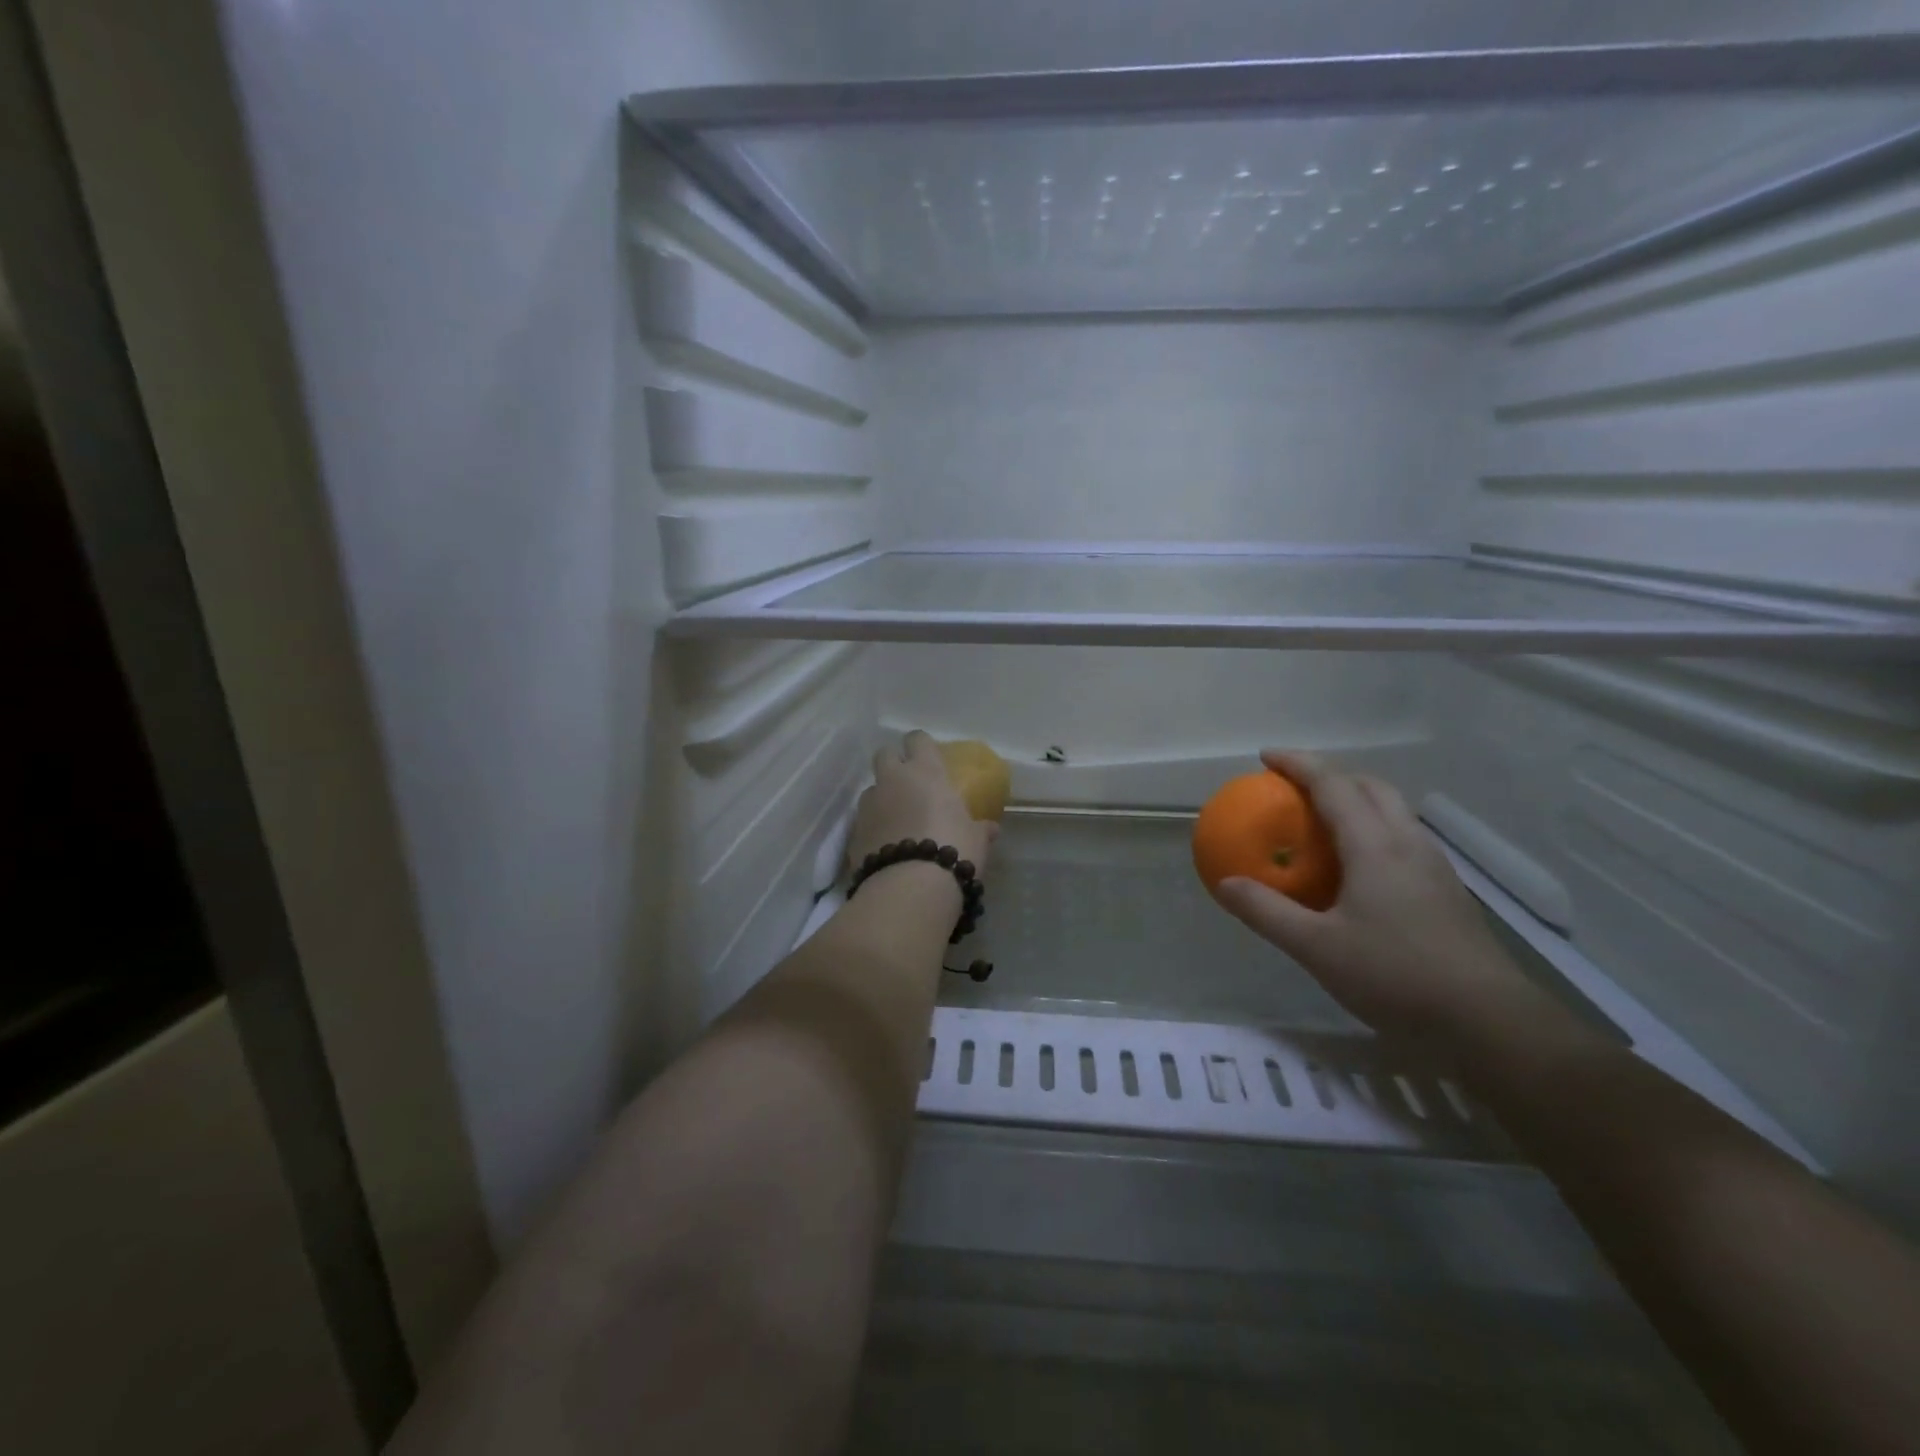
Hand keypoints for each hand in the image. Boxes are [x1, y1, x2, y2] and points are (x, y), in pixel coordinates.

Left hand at [849, 731, 994, 877]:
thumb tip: (990, 829)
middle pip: (885, 754)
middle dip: (894, 763)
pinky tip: (887, 845)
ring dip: (882, 798)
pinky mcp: (854, 832)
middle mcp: (893, 780)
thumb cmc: (953, 850)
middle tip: (908, 782)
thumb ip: (980, 829)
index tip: (929, 757)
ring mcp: (870, 805)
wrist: (909, 887)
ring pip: (872, 789)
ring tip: (898, 820)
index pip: (918, 740)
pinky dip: (874, 828)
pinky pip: (865, 821)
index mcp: (926, 772)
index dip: (921, 745)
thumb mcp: (976, 840)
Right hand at [1212, 750, 1532, 1046]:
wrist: (1488, 1022)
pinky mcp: (1446, 892)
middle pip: (1370, 787)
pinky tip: (1359, 869)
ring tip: (1324, 822)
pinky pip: (1403, 839)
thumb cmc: (1395, 976)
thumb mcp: (1316, 948)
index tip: (1266, 757)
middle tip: (1294, 788)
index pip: (1333, 785)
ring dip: (1356, 800)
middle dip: (1331, 775)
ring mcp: (1434, 867)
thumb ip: (1267, 912)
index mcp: (1375, 846)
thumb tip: (1225, 883)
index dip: (1298, 764)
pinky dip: (1373, 830)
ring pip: (1393, 811)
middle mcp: (1408, 844)